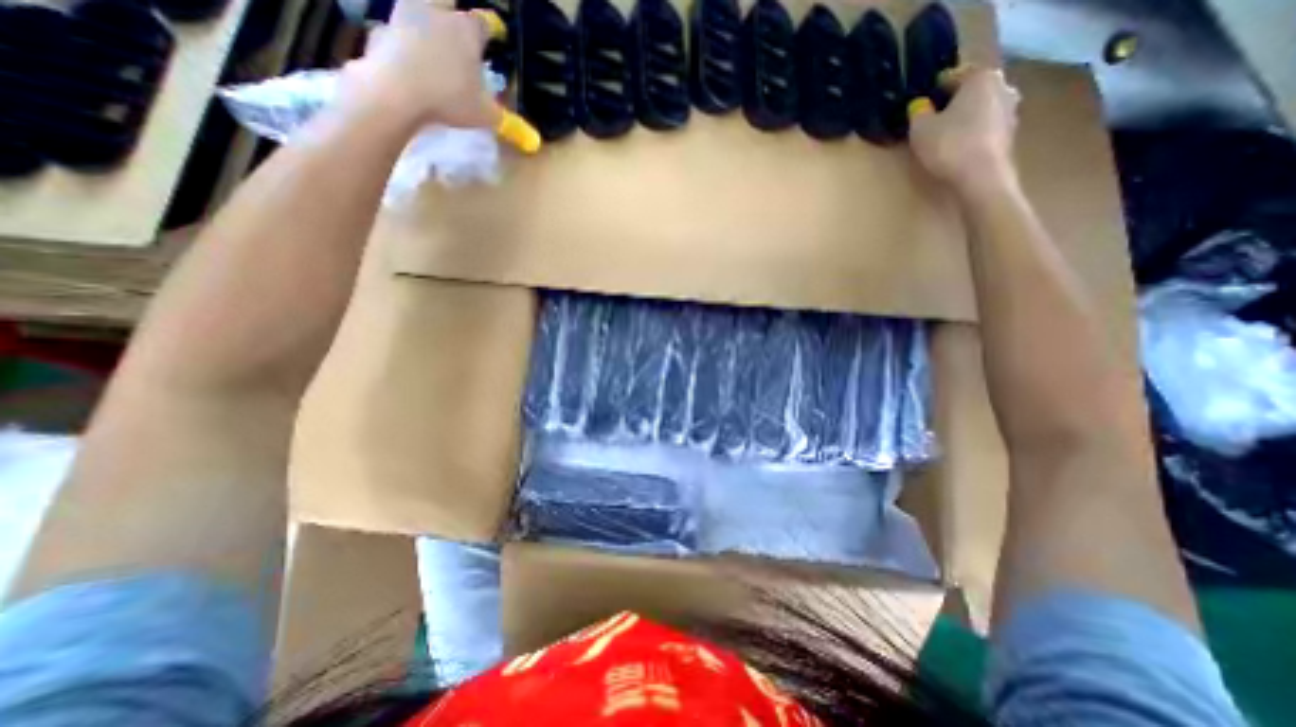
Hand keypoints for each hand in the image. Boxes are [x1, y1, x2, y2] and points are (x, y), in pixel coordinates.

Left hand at [338, 1, 495, 126]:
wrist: (396, 91)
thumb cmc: (450, 99)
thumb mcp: (485, 115)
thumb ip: (495, 111)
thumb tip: (499, 113)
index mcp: (466, 31)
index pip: (483, 22)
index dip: (489, 31)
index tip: (491, 41)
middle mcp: (436, 14)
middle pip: (445, 1)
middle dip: (451, 13)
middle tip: (456, 34)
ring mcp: (404, 17)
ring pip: (417, 11)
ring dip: (425, 27)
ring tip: (432, 53)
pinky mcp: (381, 30)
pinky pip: (396, 33)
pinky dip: (403, 46)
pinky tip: (408, 67)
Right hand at [908, 65, 1021, 188]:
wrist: (980, 176)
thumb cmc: (949, 145)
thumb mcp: (920, 129)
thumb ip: (918, 113)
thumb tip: (920, 105)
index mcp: (981, 78)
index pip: (954, 75)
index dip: (934, 89)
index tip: (921, 105)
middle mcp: (1002, 86)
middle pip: (971, 92)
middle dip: (953, 103)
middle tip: (932, 121)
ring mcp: (1011, 110)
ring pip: (980, 109)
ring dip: (965, 119)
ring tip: (944, 137)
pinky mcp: (1010, 134)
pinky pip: (985, 128)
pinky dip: (973, 134)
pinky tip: (958, 149)